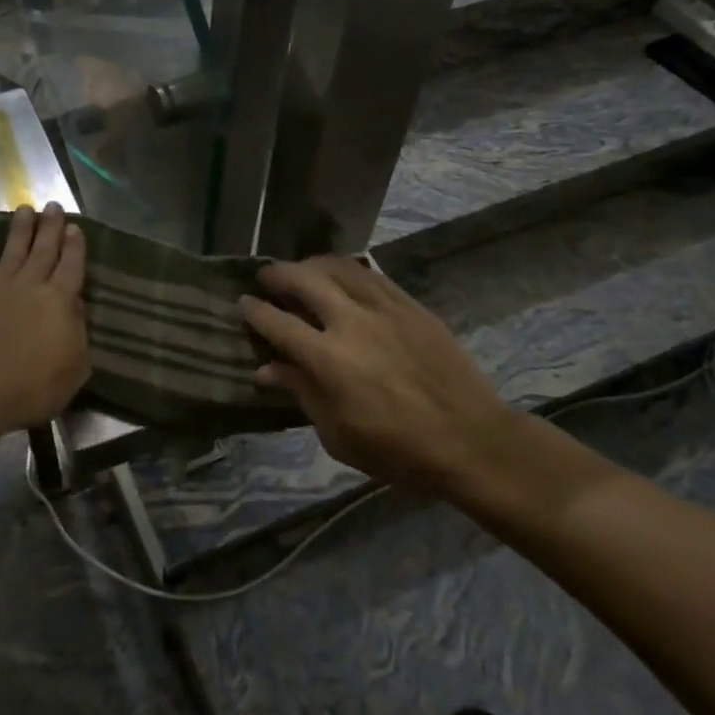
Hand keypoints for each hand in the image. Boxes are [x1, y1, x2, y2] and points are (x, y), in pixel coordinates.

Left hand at [0, 205, 88, 438]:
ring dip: (19, 229)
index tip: (75, 226)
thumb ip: (78, 335)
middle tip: (53, 205)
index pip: (72, 265)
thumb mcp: (73, 371)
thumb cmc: (29, 389)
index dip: (75, 245)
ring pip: (12, 251)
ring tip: (24, 209)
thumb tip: (76, 307)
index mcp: (60, 302)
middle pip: (43, 250)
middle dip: (50, 226)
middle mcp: (30, 286)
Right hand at [240, 258, 516, 494]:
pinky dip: (348, 270)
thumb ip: (302, 393)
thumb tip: (267, 369)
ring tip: (301, 269)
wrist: (471, 440)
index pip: (278, 323)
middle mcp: (352, 323)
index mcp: (328, 360)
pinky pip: (371, 275)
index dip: (255, 310)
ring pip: (339, 268)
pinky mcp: (411, 306)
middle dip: (277, 274)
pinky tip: (341, 275)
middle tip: (266, 277)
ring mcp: (384, 309)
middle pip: (304, 280)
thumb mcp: (338, 435)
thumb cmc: (398, 450)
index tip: (243, 303)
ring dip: (312, 264)